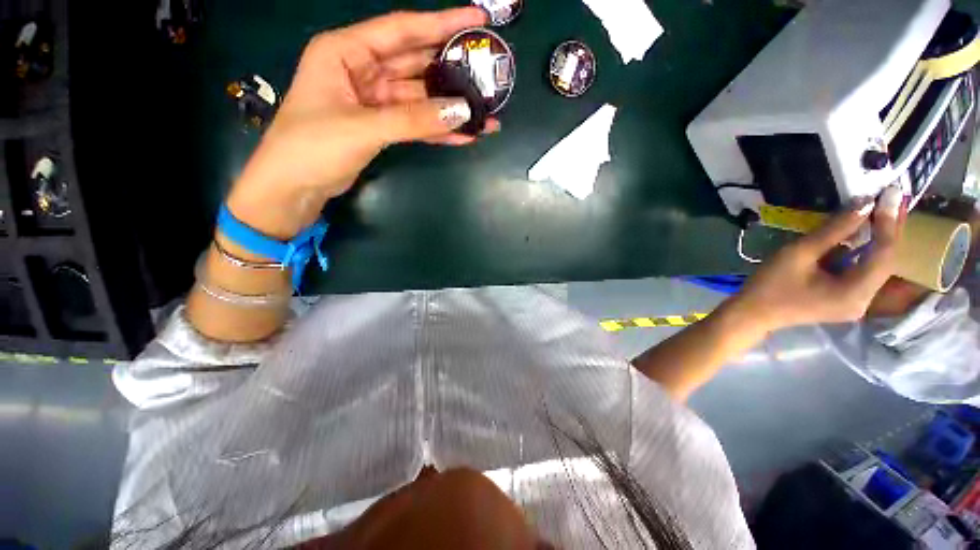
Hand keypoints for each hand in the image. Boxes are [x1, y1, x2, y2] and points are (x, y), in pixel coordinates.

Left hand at [227, 8, 494, 237]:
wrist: (294, 187)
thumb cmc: (312, 146)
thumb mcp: (362, 127)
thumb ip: (412, 119)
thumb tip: (461, 112)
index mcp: (347, 51)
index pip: (402, 30)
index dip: (441, 23)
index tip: (477, 19)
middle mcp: (363, 69)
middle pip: (416, 64)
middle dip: (452, 70)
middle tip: (488, 73)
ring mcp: (374, 101)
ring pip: (420, 99)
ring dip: (450, 109)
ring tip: (484, 114)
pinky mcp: (382, 127)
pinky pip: (415, 124)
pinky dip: (437, 131)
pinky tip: (463, 135)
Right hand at [733, 186, 907, 330]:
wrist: (752, 313)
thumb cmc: (770, 285)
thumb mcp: (798, 254)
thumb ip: (833, 231)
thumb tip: (864, 204)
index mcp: (855, 292)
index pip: (883, 254)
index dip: (888, 222)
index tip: (892, 193)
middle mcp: (865, 300)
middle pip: (885, 261)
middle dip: (890, 229)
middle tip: (895, 198)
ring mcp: (857, 303)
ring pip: (876, 266)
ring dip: (879, 239)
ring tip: (884, 211)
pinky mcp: (846, 301)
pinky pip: (864, 272)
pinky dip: (865, 252)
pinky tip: (864, 235)